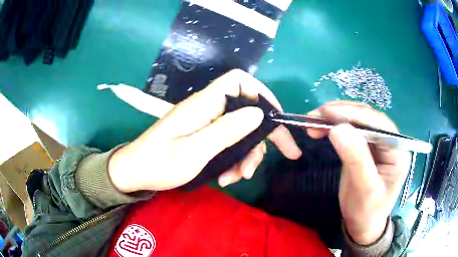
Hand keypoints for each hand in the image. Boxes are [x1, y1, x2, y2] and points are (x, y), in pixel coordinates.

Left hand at [109, 69, 301, 191]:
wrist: (135, 173)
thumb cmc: (159, 162)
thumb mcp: (194, 151)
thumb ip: (226, 131)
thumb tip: (258, 114)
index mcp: (204, 104)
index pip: (239, 81)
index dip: (261, 93)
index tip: (277, 117)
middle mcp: (208, 109)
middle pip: (247, 111)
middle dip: (265, 135)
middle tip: (287, 154)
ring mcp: (206, 124)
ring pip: (240, 132)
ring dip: (246, 155)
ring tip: (238, 178)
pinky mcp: (203, 137)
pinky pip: (228, 143)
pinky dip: (233, 160)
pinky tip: (226, 178)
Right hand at [307, 101, 410, 244]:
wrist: (362, 224)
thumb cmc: (368, 211)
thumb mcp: (365, 190)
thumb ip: (356, 159)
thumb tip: (338, 129)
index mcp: (398, 150)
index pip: (379, 124)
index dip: (354, 114)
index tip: (327, 112)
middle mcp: (390, 141)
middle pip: (368, 117)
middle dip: (342, 113)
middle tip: (316, 115)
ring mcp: (378, 142)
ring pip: (358, 120)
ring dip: (336, 117)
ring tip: (315, 120)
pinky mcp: (366, 146)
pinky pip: (352, 130)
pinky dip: (336, 126)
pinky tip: (323, 127)